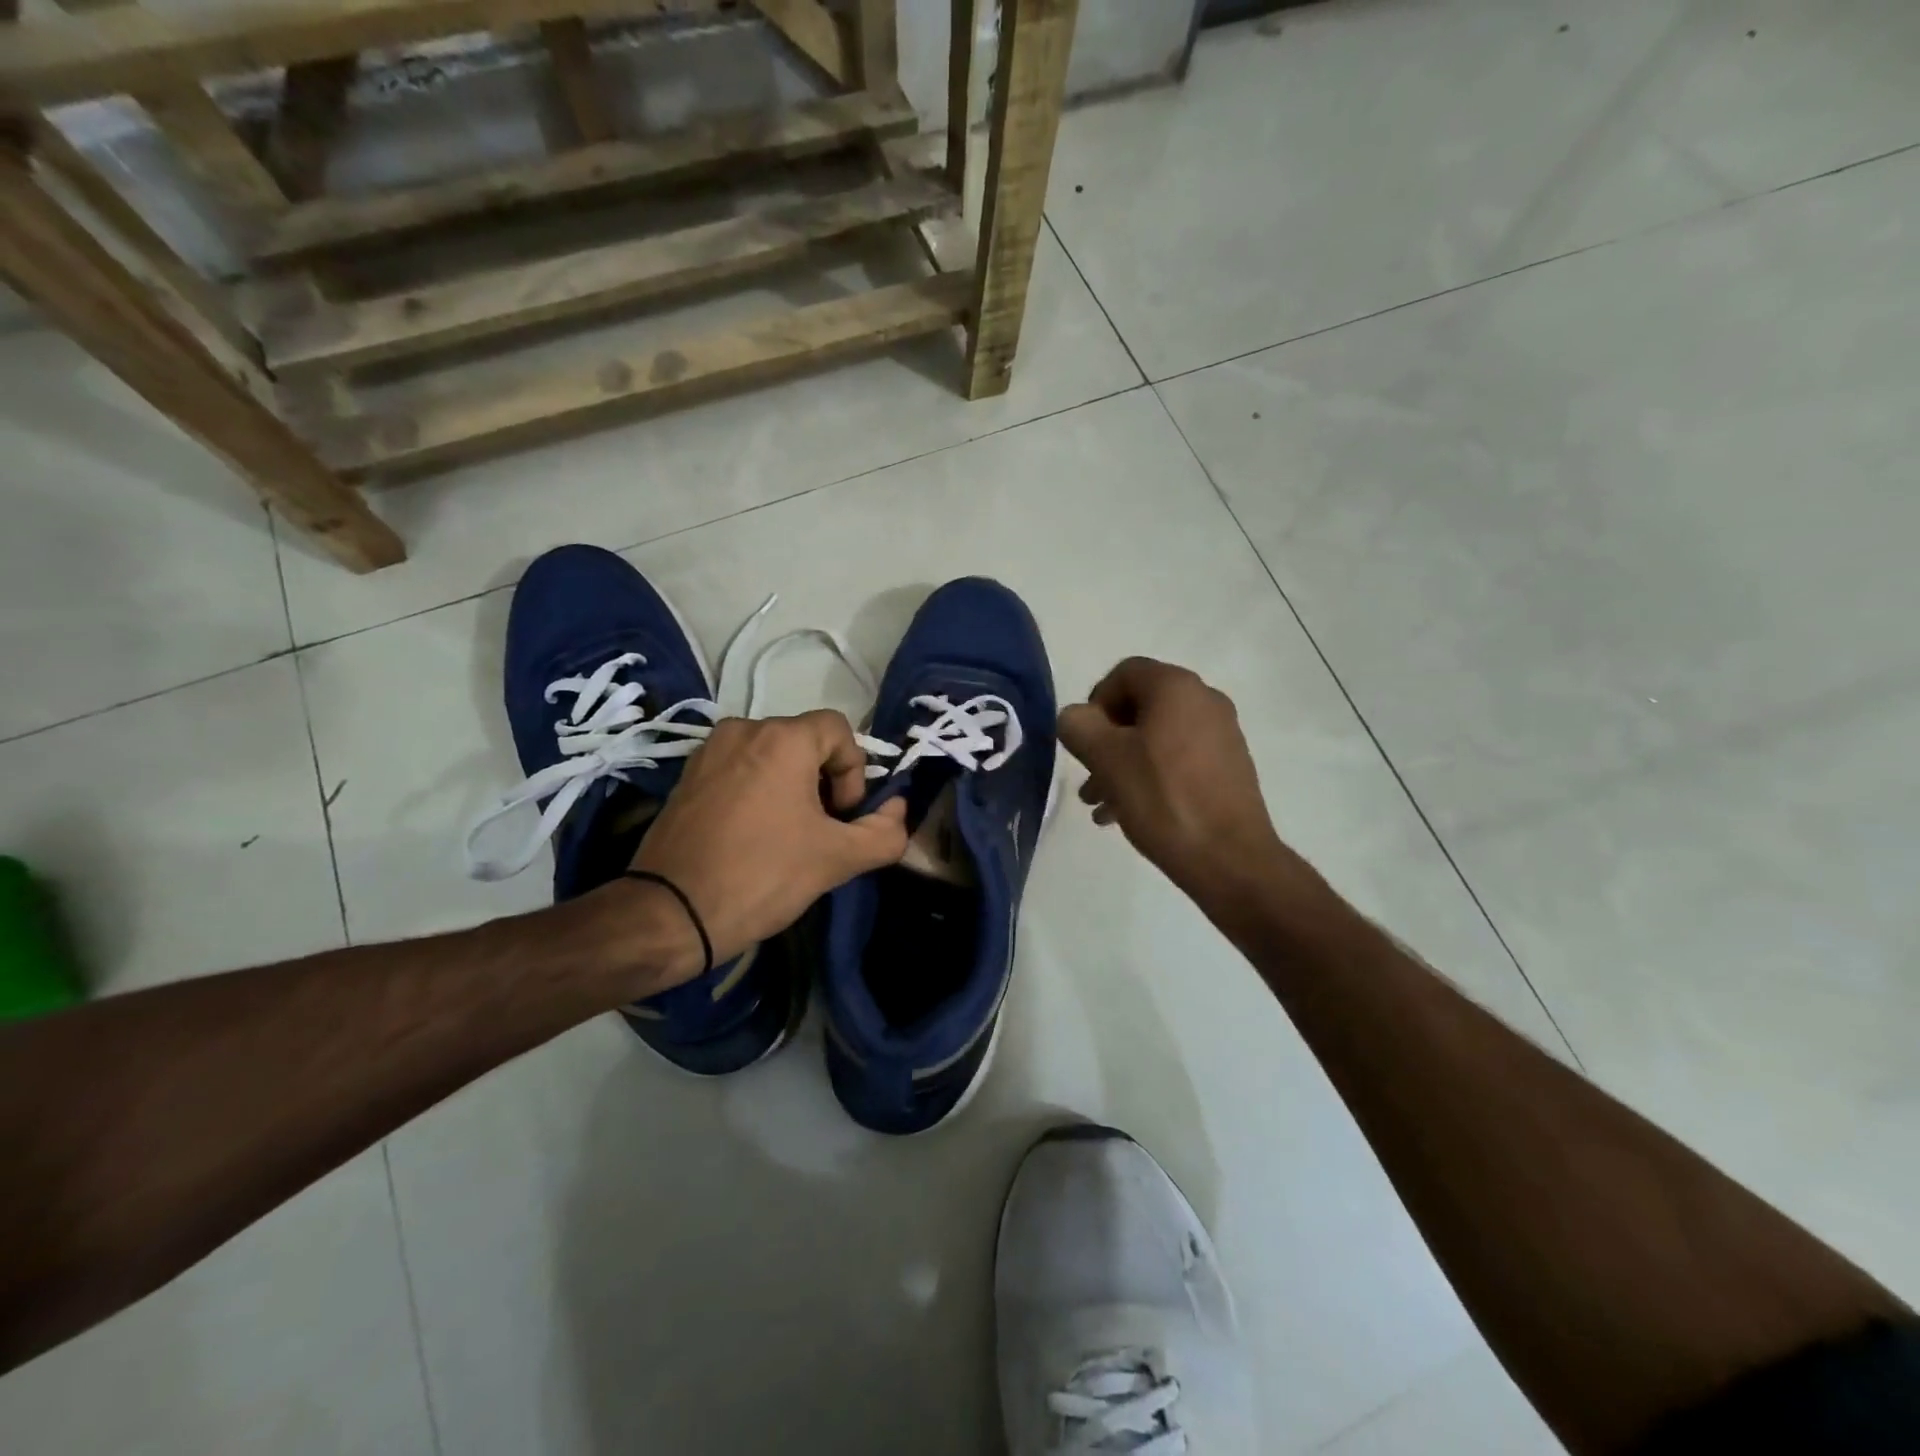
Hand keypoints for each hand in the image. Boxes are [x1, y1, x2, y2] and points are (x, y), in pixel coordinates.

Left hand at [623, 712, 908, 989]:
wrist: (668, 914)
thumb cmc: (761, 875)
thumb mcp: (837, 858)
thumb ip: (884, 832)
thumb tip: (898, 810)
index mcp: (782, 738)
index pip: (839, 731)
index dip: (854, 772)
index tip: (842, 817)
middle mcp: (743, 729)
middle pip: (805, 742)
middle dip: (824, 782)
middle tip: (820, 831)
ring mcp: (709, 751)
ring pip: (772, 757)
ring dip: (792, 788)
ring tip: (787, 836)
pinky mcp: (687, 777)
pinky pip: (740, 770)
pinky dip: (758, 792)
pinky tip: (752, 837)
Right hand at [1059, 658, 1286, 903]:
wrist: (1230, 858)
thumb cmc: (1162, 798)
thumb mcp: (1106, 758)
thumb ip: (1078, 726)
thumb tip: (1076, 718)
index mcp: (1177, 687)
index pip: (1123, 674)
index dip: (1094, 703)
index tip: (1083, 742)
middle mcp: (1205, 700)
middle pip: (1139, 708)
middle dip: (1105, 742)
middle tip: (1087, 778)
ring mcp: (1221, 734)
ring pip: (1156, 738)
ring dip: (1122, 764)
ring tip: (1100, 805)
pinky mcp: (1229, 767)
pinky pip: (1178, 759)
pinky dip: (1150, 776)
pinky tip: (1129, 813)